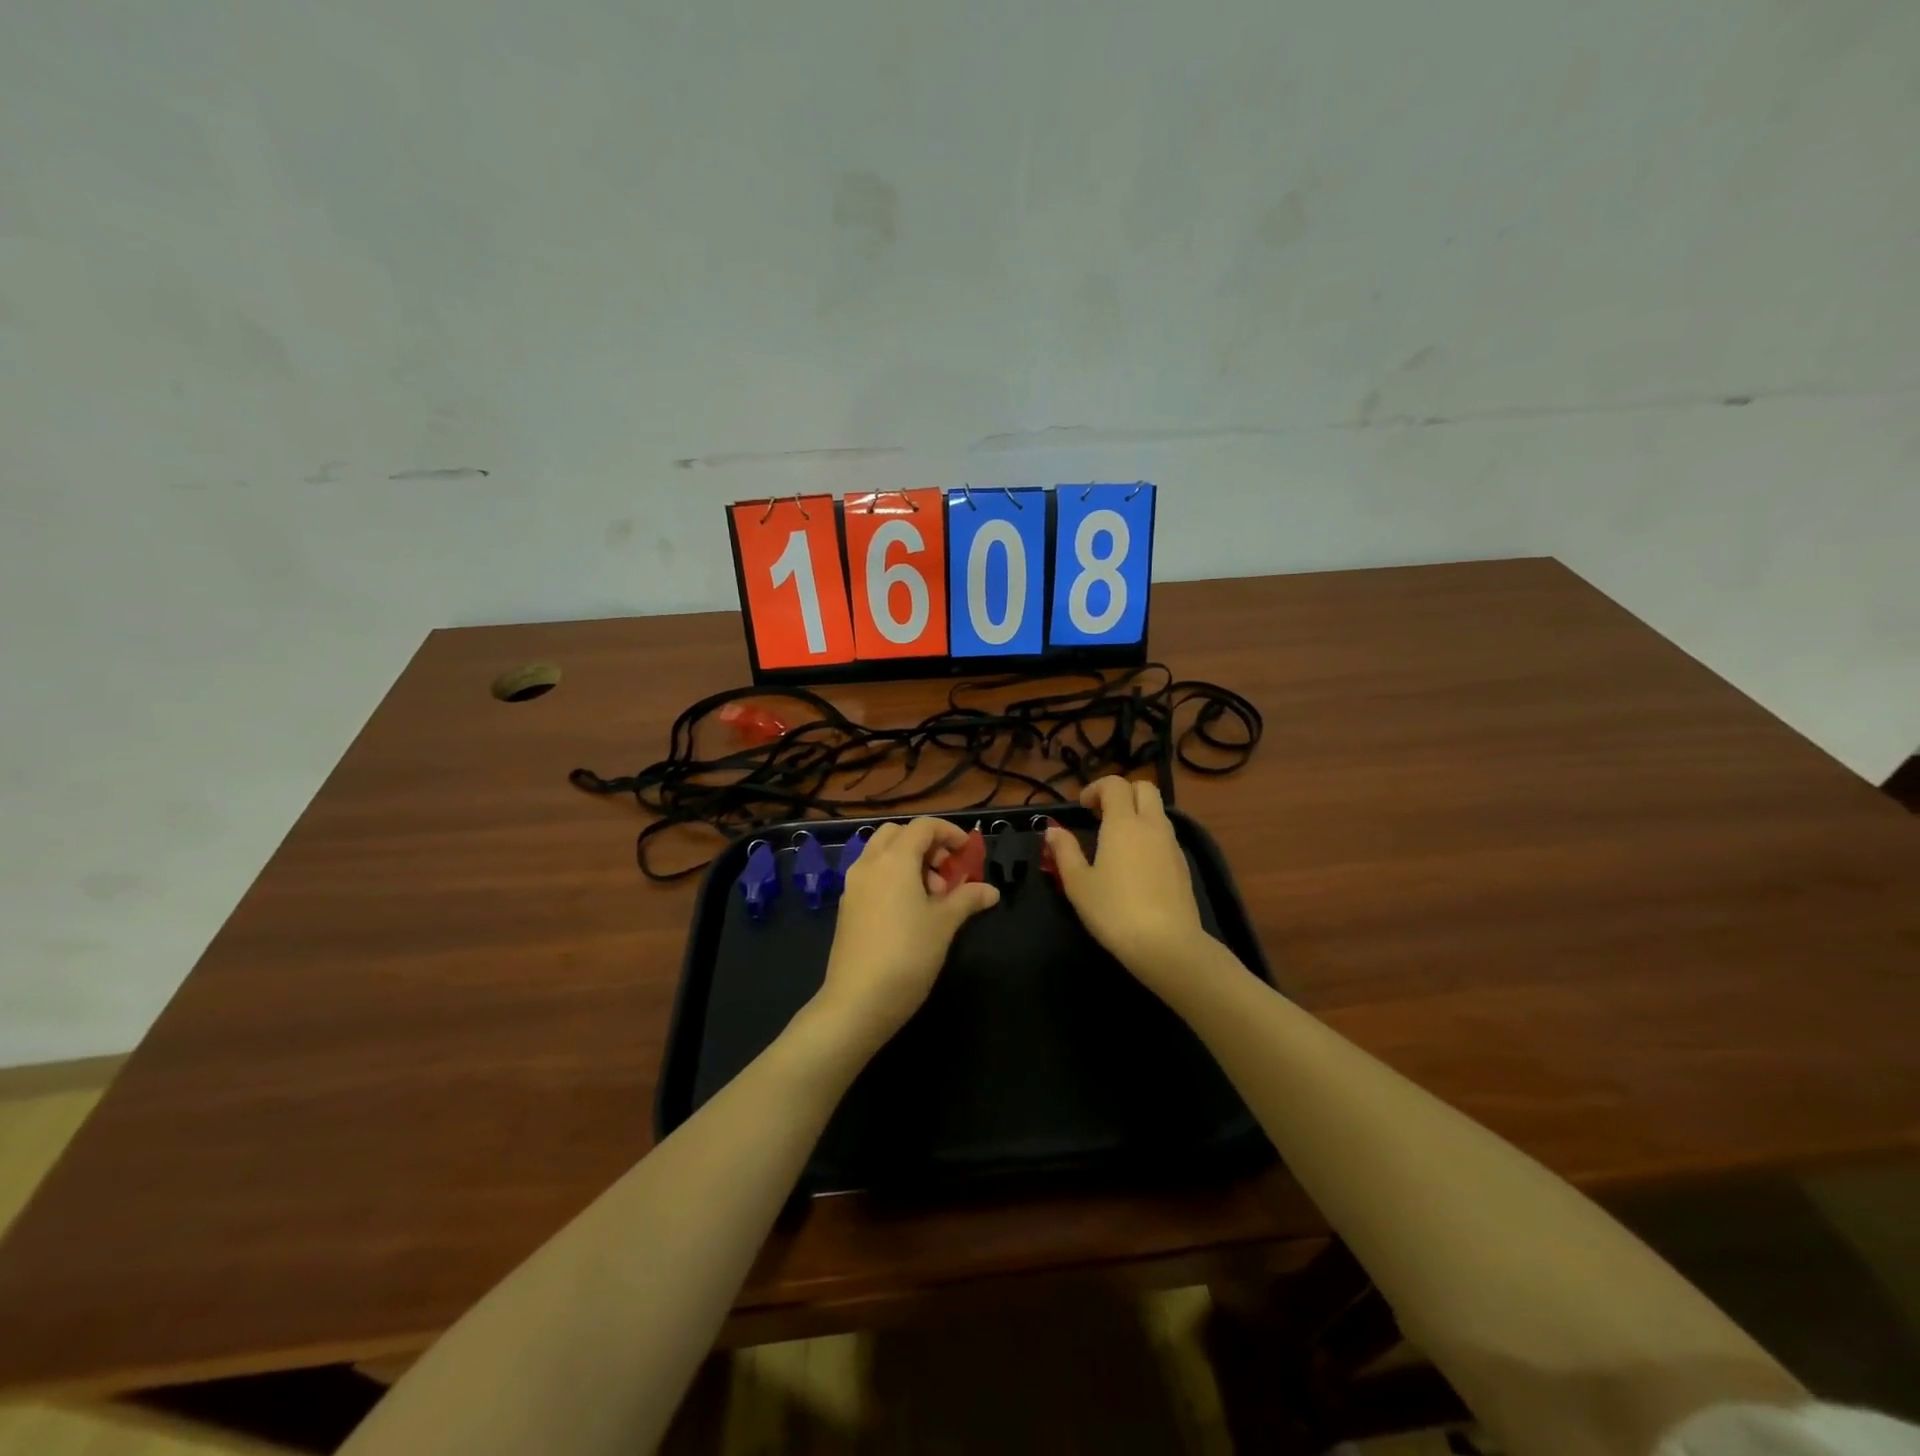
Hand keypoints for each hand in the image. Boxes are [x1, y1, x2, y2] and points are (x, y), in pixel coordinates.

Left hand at [811, 818, 999, 1054]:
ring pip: (882, 854)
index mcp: (894, 859)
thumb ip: (967, 899)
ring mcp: (853, 885)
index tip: (967, 852)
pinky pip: (872, 876)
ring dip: (909, 862)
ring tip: (933, 898)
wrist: (857, 1001)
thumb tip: (991, 891)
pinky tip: (910, 912)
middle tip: (947, 873)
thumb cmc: (908, 955)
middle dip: (926, 845)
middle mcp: (869, 863)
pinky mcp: (847, 907)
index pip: (923, 826)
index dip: (949, 833)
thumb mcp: (944, 924)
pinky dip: (893, 878)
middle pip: (898, 834)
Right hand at [1046, 777, 1210, 997]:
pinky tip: (1136, 865)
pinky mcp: (1183, 865)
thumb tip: (1052, 831)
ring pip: (1158, 811)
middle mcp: (1152, 825)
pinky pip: (1165, 835)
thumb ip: (1064, 851)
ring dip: (1137, 813)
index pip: (1115, 784)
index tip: (1083, 808)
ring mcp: (1172, 844)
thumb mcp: (1078, 884)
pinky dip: (1149, 835)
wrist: (1167, 944)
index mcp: (1124, 823)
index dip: (1096, 788)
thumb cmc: (1114, 911)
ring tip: (1116, 842)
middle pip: (1144, 787)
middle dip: (1122, 792)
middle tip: (1102, 816)